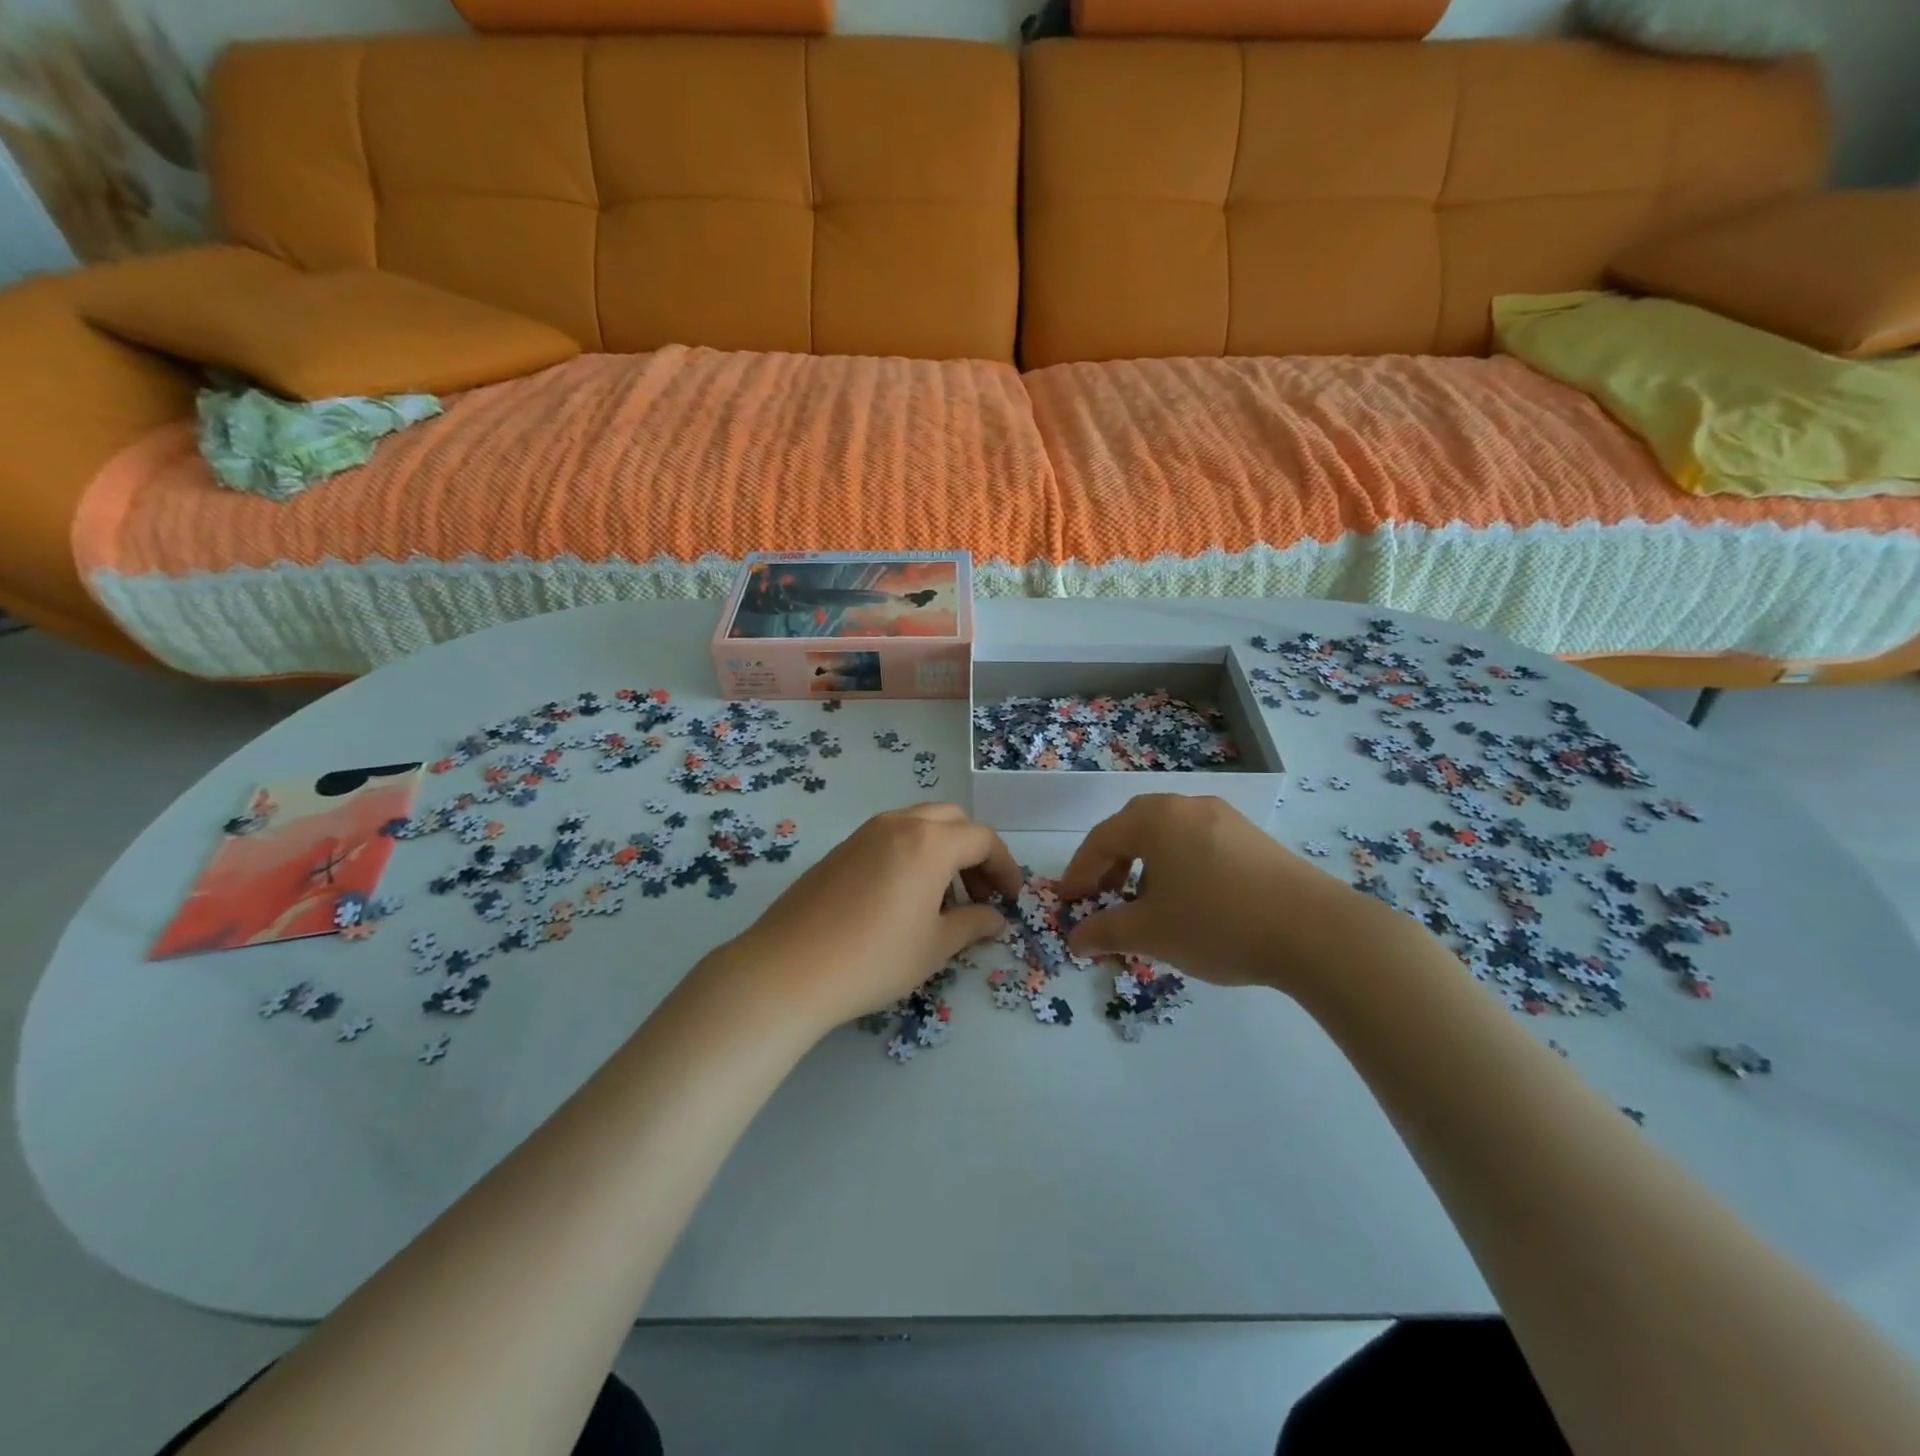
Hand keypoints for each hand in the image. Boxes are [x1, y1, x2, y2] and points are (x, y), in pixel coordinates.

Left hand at [710, 803, 1022, 1034]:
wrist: (788, 969)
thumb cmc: (874, 958)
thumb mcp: (934, 947)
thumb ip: (973, 925)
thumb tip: (995, 918)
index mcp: (930, 842)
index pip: (983, 839)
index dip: (1005, 867)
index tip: (1011, 899)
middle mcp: (899, 824)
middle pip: (952, 821)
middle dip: (974, 852)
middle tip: (978, 894)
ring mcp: (865, 833)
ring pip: (919, 824)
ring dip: (942, 851)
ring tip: (942, 900)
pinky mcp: (841, 849)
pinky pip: (890, 837)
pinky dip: (912, 854)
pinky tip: (903, 899)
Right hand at [1058, 794, 1387, 992]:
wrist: (1315, 931)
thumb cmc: (1218, 923)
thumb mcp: (1151, 933)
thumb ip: (1105, 932)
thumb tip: (1074, 939)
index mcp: (1156, 819)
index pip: (1100, 840)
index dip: (1078, 873)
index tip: (1068, 903)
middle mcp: (1187, 807)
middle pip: (1132, 829)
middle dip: (1110, 864)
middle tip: (1103, 898)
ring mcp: (1224, 818)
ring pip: (1167, 835)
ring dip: (1144, 865)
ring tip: (1146, 904)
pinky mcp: (1252, 837)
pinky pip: (1197, 843)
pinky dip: (1177, 866)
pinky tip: (1189, 901)